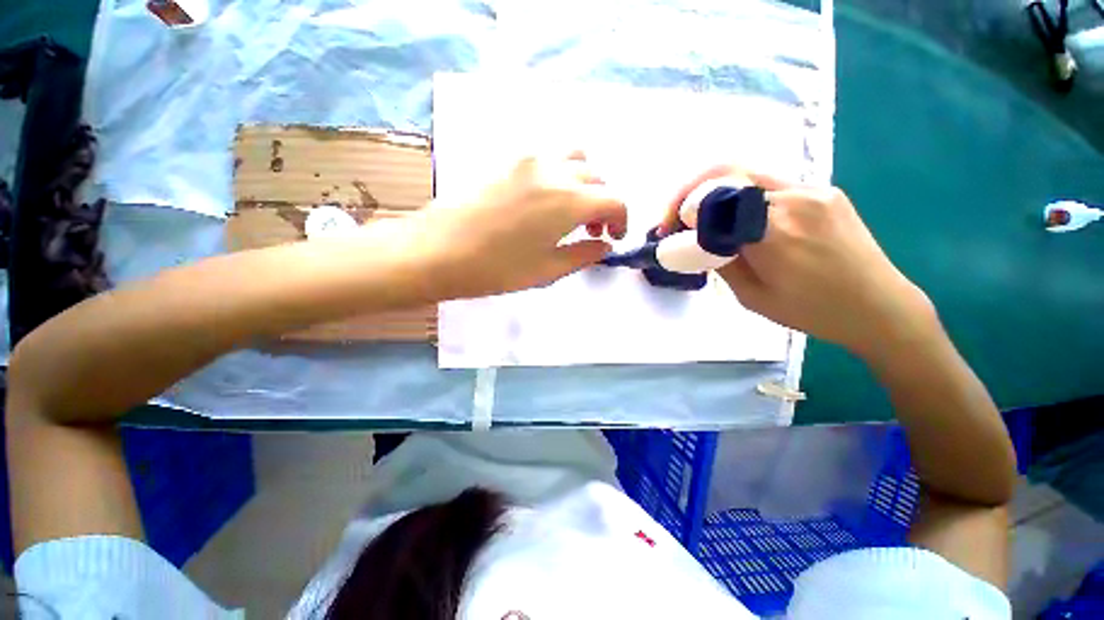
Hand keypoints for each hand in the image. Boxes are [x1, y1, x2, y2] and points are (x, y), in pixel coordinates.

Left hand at [397, 153, 626, 299]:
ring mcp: (529, 160)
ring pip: (575, 159)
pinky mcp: (508, 160)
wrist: (438, 251)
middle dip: (603, 203)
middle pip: (597, 177)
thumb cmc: (497, 268)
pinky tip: (546, 201)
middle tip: (591, 230)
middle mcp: (554, 170)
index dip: (621, 220)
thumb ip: (584, 255)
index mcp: (569, 200)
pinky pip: (549, 158)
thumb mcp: (548, 270)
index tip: (613, 238)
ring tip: (571, 211)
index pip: (614, 200)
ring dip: (585, 183)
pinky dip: (561, 174)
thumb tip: (604, 246)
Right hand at [664, 166, 935, 356]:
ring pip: (748, 177)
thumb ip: (722, 262)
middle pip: (728, 174)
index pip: (714, 200)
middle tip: (678, 216)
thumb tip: (698, 240)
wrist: (880, 306)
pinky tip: (741, 220)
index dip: (682, 207)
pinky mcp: (824, 191)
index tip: (668, 227)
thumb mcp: (752, 297)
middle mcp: (794, 200)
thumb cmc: (812, 312)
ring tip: (706, 219)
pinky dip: (743, 197)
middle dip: (692, 192)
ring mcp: (813, 190)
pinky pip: (771, 186)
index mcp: (774, 234)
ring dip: (717, 194)